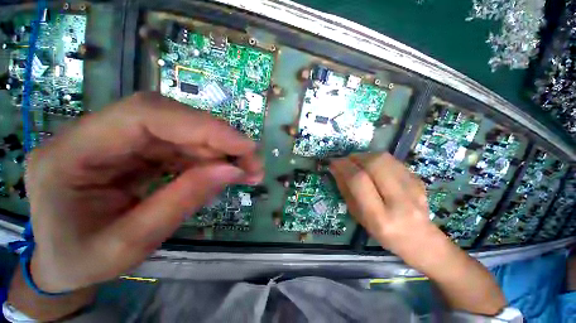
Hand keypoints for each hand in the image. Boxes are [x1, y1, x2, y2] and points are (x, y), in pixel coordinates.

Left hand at [25, 92, 262, 292]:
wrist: (60, 264)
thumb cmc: (80, 262)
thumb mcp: (128, 246)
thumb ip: (182, 202)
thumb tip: (232, 170)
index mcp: (70, 154)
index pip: (145, 115)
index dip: (203, 126)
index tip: (244, 146)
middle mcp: (92, 134)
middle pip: (170, 119)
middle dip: (220, 140)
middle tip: (252, 162)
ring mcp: (115, 140)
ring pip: (181, 131)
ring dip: (219, 150)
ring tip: (246, 170)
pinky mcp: (134, 150)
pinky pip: (180, 146)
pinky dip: (209, 158)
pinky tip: (224, 172)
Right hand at [329, 153, 446, 265]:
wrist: (421, 240)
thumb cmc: (383, 233)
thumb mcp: (358, 216)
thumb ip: (346, 190)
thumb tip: (335, 168)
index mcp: (379, 217)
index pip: (359, 181)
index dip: (343, 166)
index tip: (333, 162)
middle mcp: (399, 201)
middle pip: (374, 164)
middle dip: (355, 157)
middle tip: (347, 160)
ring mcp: (414, 189)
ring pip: (385, 159)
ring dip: (366, 156)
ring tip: (358, 162)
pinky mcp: (419, 181)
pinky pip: (393, 161)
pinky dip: (378, 159)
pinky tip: (374, 167)